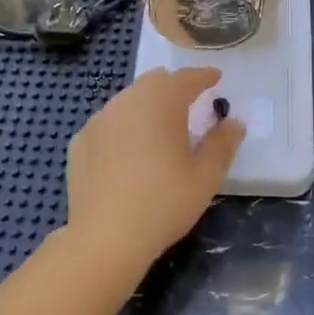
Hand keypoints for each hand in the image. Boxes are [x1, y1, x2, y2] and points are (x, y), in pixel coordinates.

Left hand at [66, 67, 245, 272]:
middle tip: (190, 103)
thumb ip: (222, 144)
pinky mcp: (79, 141)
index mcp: (161, 101)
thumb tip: (234, 122)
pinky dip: (122, 129)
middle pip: (154, 82)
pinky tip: (127, 153)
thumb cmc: (164, 203)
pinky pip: (107, 125)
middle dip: (174, 88)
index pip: (187, 78)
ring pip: (128, 101)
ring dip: (146, 107)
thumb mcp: (205, 176)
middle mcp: (127, 100)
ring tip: (158, 130)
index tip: (216, 78)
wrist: (105, 238)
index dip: (204, 77)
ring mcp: (99, 120)